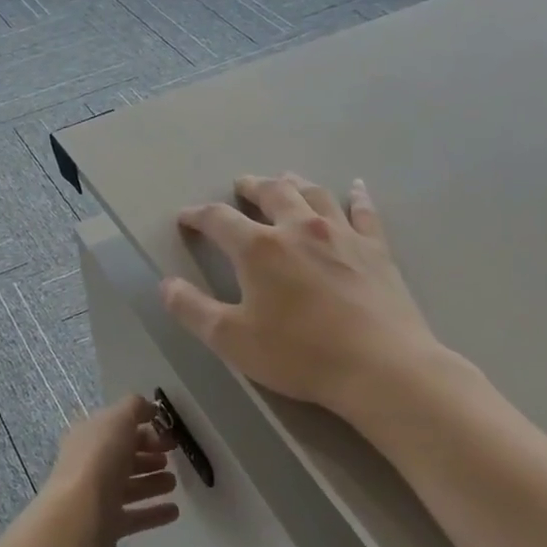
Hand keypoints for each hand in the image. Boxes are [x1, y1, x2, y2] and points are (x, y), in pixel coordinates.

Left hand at [42, 394, 179, 546]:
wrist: (79, 516)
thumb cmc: (99, 460)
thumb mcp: (118, 420)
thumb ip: (134, 408)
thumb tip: (149, 407)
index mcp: (89, 436)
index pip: (118, 427)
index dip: (143, 427)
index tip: (168, 432)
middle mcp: (91, 464)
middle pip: (123, 456)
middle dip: (148, 454)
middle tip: (173, 455)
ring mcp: (98, 496)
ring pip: (129, 486)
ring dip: (152, 482)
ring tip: (173, 482)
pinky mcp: (108, 525)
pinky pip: (136, 516)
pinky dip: (154, 512)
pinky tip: (174, 511)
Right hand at [160, 173, 443, 414]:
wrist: (381, 367)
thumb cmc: (299, 354)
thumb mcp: (231, 339)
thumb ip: (192, 309)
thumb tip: (165, 284)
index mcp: (259, 249)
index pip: (219, 219)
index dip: (198, 216)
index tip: (186, 217)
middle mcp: (299, 229)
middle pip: (271, 193)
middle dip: (251, 187)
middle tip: (241, 184)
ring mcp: (342, 235)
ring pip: (314, 194)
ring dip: (294, 183)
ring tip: (285, 179)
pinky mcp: (376, 250)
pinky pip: (364, 212)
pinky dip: (356, 196)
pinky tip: (355, 187)